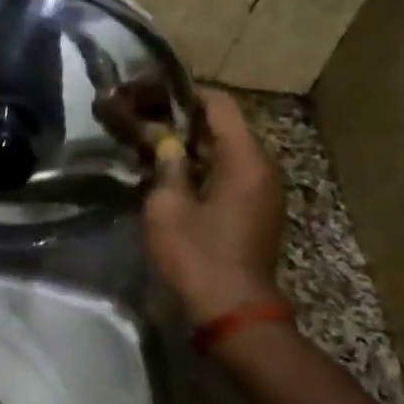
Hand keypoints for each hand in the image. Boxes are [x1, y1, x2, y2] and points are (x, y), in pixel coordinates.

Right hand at [143, 88, 288, 323]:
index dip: (182, 93)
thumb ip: (166, 165)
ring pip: (224, 149)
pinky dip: (200, 164)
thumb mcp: (168, 206)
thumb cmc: (198, 254)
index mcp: (245, 159)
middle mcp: (261, 167)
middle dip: (181, 117)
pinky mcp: (255, 210)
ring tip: (149, 142)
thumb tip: (165, 140)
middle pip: (222, 125)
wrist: (233, 310)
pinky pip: (228, 172)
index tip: (147, 93)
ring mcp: (262, 190)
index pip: (218, 104)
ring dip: (188, 143)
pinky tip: (168, 173)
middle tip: (141, 117)